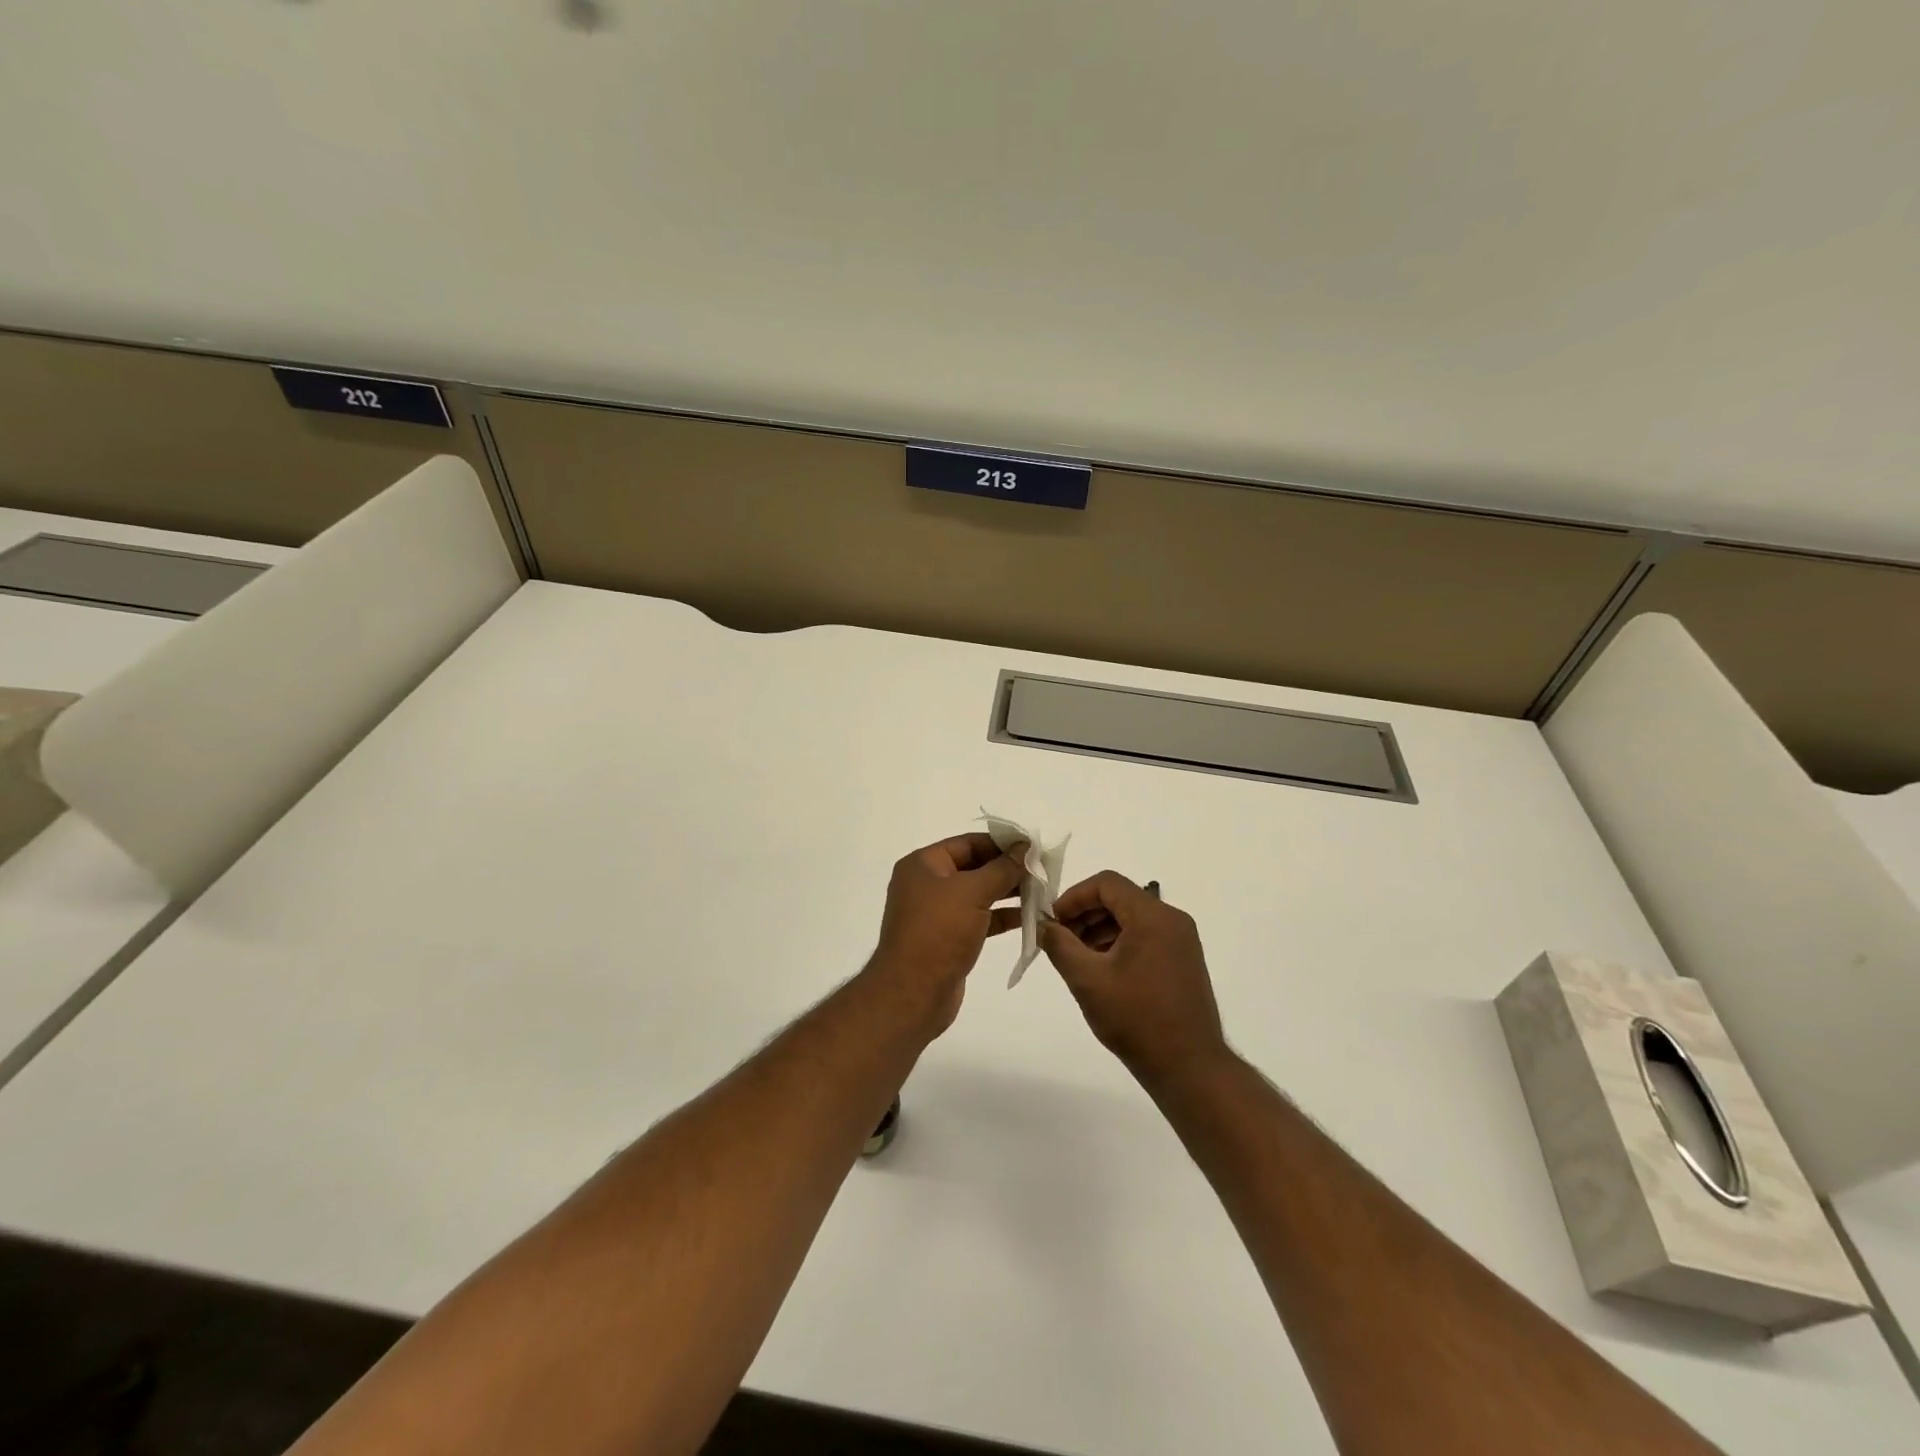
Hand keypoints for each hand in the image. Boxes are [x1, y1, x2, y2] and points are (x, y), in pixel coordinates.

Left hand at [866, 833, 1024, 1033]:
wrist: (913, 994)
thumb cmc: (939, 933)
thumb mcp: (972, 893)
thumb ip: (1002, 869)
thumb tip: (1025, 847)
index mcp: (923, 865)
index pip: (968, 843)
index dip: (1001, 843)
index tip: (1034, 847)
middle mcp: (927, 884)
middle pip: (974, 867)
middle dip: (1008, 869)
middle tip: (1044, 871)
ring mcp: (937, 913)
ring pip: (978, 894)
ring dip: (1008, 892)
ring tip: (1043, 892)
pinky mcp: (948, 938)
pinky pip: (979, 918)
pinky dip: (1001, 916)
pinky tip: (1030, 917)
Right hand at [1041, 871, 1228, 1086]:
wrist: (1190, 1069)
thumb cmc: (1136, 1019)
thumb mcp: (1087, 980)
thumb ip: (1059, 945)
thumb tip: (1042, 924)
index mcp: (1153, 916)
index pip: (1107, 883)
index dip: (1074, 897)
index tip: (1053, 922)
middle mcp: (1172, 920)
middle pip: (1120, 898)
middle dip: (1085, 914)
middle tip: (1059, 940)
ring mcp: (1181, 941)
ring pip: (1132, 918)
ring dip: (1100, 930)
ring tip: (1077, 959)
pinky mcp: (1183, 961)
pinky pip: (1145, 937)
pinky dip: (1119, 943)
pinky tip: (1102, 971)